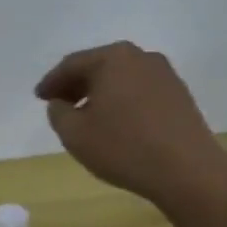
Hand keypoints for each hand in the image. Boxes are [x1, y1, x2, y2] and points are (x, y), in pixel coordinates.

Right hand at [35, 42, 224, 201]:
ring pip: (121, 78)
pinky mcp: (179, 94)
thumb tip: (59, 103)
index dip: (51, 82)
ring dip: (100, 93)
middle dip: (76, 84)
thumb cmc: (123, 147)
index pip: (72, 65)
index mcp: (112, 58)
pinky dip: (121, 101)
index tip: (39, 97)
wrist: (187, 170)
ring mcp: (164, 74)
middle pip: (99, 66)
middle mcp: (140, 57)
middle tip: (59, 103)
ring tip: (85, 115)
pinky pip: (139, 91)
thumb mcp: (74, 134)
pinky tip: (116, 122)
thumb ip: (58, 113)